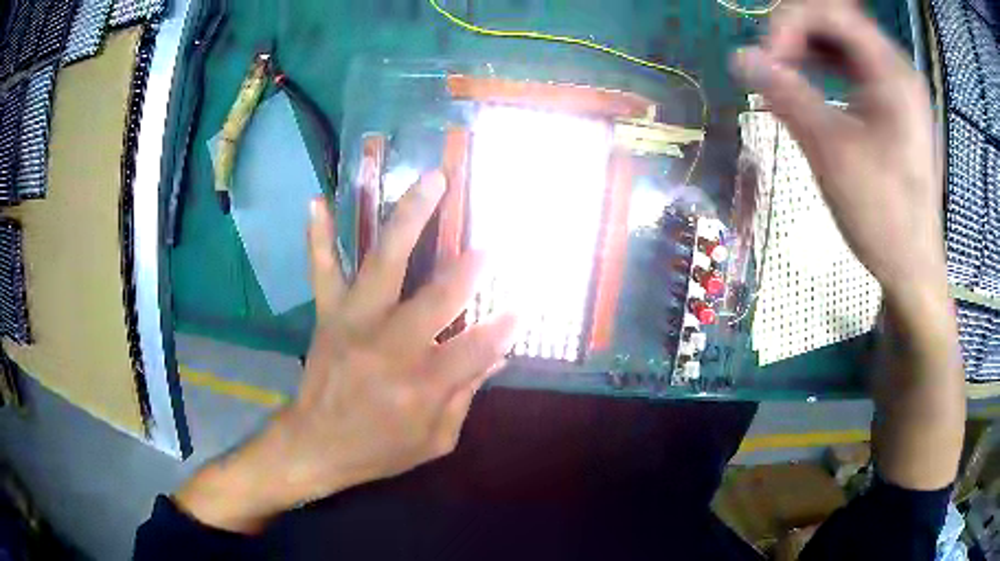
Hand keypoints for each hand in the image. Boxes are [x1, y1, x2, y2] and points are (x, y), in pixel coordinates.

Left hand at [175, 172, 516, 532]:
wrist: (315, 445)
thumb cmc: (379, 449)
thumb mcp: (435, 440)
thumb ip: (466, 394)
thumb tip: (498, 353)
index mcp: (422, 385)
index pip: (476, 347)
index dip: (503, 326)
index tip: (521, 306)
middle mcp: (390, 346)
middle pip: (437, 297)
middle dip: (468, 270)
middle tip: (489, 246)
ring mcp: (355, 322)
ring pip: (384, 262)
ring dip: (410, 217)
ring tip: (432, 180)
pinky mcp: (329, 314)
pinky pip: (323, 269)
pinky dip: (318, 236)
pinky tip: (318, 201)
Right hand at [731, 0, 946, 309]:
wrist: (913, 269)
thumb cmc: (882, 215)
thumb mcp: (832, 151)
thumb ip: (786, 94)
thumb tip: (741, 58)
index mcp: (891, 70)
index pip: (830, 10)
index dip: (788, 22)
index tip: (765, 59)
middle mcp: (897, 69)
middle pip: (837, 21)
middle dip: (796, 32)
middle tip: (770, 61)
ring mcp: (898, 89)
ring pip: (844, 43)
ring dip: (808, 48)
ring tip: (782, 71)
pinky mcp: (894, 109)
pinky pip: (854, 69)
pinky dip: (825, 68)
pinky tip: (807, 85)